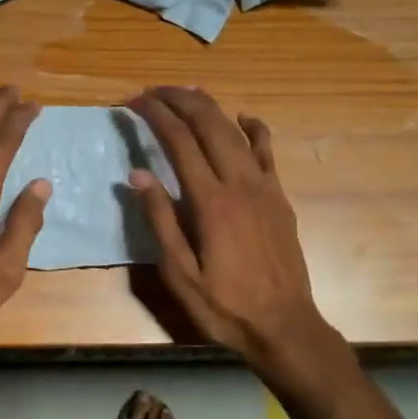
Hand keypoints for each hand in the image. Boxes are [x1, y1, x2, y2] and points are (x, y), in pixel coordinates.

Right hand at [127, 87, 330, 369]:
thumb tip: (138, 174)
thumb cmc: (224, 306)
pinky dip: (254, 128)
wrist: (285, 326)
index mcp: (210, 201)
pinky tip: (243, 117)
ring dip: (209, 107)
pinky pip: (267, 151)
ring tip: (185, 93)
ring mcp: (265, 187)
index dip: (154, 114)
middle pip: (208, 124)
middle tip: (152, 91)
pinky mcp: (280, 197)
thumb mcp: (179, 273)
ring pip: (236, 131)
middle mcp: (240, 183)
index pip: (178, 140)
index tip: (132, 101)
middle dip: (179, 99)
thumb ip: (160, 220)